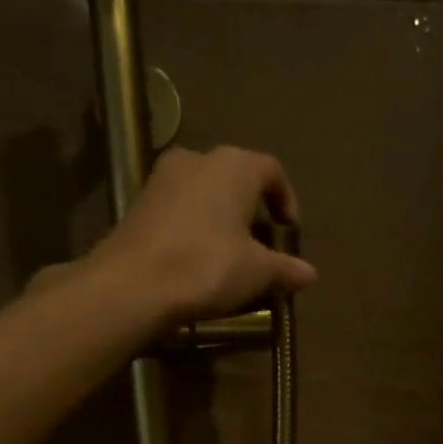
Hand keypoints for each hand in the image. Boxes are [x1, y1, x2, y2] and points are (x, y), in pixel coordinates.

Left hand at [60, 145, 317, 322]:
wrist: (132, 284)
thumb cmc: (207, 267)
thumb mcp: (258, 272)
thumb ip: (286, 269)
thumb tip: (310, 274)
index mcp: (234, 166)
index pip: (272, 170)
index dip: (286, 200)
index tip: (289, 232)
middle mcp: (198, 159)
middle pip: (236, 179)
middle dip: (253, 211)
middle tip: (263, 247)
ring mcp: (163, 178)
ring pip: (206, 193)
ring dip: (223, 220)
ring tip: (232, 257)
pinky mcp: (139, 203)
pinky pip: (181, 209)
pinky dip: (196, 228)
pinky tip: (199, 260)